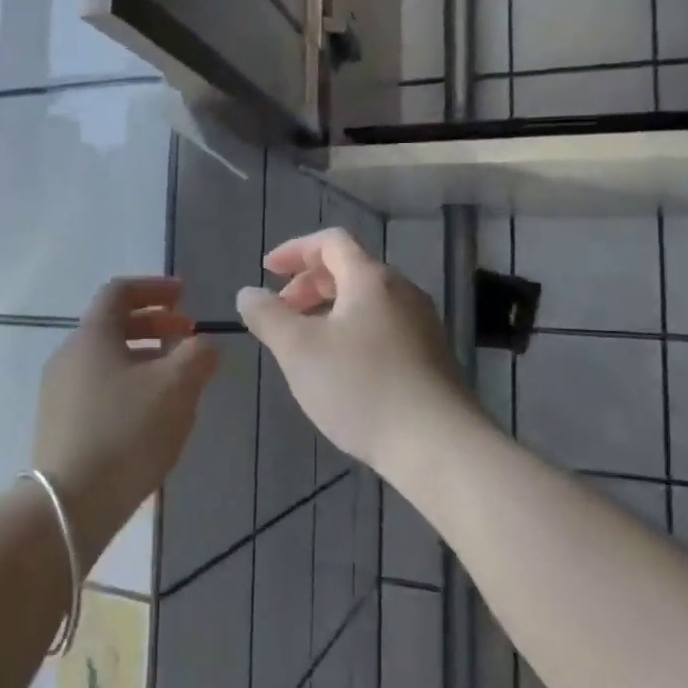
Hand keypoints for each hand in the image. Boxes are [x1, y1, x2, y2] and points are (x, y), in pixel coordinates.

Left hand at [33, 276, 219, 563]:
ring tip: (177, 377)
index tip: (185, 295)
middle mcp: (69, 357)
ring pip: (108, 359)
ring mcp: (60, 392)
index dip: (154, 288)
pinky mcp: (61, 424)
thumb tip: (206, 343)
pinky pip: (99, 388)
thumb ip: (197, 356)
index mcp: (92, 337)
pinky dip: (130, 384)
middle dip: (155, 324)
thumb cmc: (126, 433)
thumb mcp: (175, 388)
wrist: (70, 504)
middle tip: (188, 334)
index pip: (119, 292)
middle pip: (113, 325)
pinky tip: (152, 413)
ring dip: (145, 357)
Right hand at [236, 228, 480, 480]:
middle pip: (350, 270)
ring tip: (305, 344)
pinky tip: (340, 370)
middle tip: (282, 313)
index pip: (331, 242)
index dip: (295, 250)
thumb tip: (248, 293)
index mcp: (371, 279)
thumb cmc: (361, 387)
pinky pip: (382, 327)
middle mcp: (402, 292)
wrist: (438, 445)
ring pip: (366, 302)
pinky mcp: (430, 357)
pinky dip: (351, 332)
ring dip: (329, 311)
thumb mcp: (298, 350)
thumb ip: (267, 316)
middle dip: (308, 284)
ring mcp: (421, 325)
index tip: (267, 271)